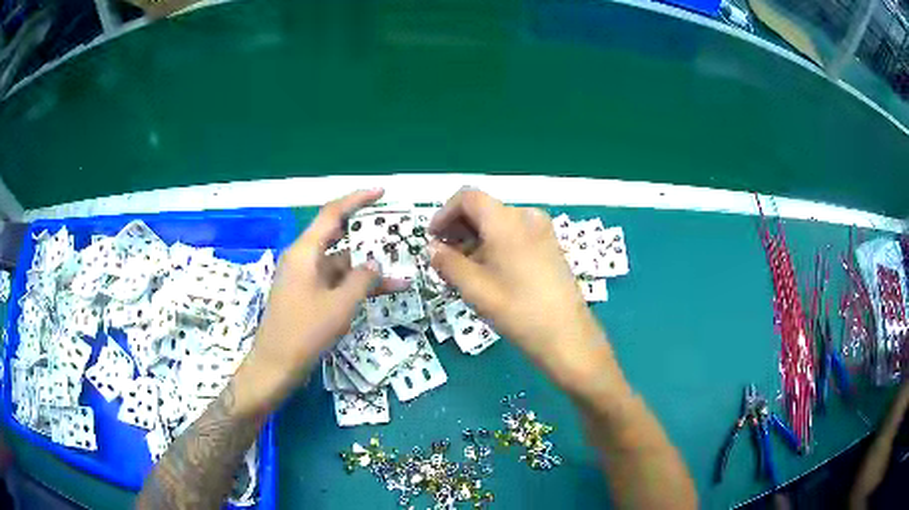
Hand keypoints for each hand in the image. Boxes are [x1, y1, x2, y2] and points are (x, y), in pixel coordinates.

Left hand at [244, 189, 408, 404]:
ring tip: (396, 275)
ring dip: (363, 269)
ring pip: (338, 263)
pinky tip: (376, 294)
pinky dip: (352, 285)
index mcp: (304, 252)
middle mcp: (302, 258)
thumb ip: (362, 280)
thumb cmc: (305, 332)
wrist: (275, 365)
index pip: (332, 214)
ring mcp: (302, 278)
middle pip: (336, 237)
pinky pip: (332, 281)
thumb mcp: (340, 305)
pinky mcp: (304, 295)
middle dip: (365, 236)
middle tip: (391, 233)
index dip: (357, 200)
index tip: (381, 193)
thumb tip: (375, 265)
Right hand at [428, 188, 616, 391]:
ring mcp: (542, 230)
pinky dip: (495, 245)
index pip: (468, 197)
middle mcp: (526, 216)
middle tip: (443, 257)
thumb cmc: (517, 310)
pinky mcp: (549, 246)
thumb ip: (447, 262)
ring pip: (499, 223)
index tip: (433, 238)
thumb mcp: (474, 288)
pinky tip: (488, 272)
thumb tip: (432, 249)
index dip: (444, 213)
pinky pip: (515, 234)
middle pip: (484, 209)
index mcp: (506, 220)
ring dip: (475, 239)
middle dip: (458, 229)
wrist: (566, 334)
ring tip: (463, 269)